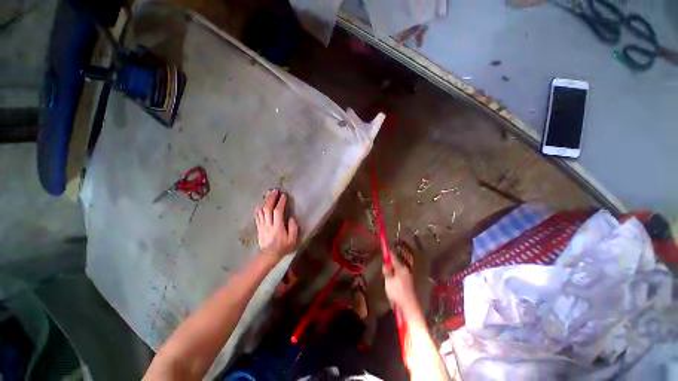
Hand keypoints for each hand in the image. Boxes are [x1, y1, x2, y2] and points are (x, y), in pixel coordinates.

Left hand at [255, 189, 298, 261]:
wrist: (269, 255)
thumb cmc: (283, 247)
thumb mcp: (292, 240)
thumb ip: (293, 228)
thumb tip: (291, 217)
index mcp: (277, 228)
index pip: (277, 212)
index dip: (281, 202)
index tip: (284, 195)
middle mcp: (268, 225)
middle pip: (267, 208)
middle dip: (271, 198)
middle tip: (275, 190)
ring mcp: (262, 225)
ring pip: (261, 210)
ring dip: (265, 200)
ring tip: (269, 193)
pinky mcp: (258, 227)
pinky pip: (257, 215)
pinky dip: (260, 207)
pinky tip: (262, 202)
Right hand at [383, 253, 418, 314]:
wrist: (408, 307)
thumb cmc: (397, 292)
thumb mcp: (388, 281)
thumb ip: (386, 271)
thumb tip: (385, 264)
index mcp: (401, 268)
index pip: (393, 258)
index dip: (388, 254)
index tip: (385, 249)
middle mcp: (405, 271)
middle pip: (395, 265)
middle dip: (389, 266)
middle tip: (384, 272)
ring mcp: (408, 277)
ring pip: (397, 271)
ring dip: (392, 273)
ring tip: (387, 281)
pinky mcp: (408, 284)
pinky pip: (399, 277)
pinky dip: (395, 278)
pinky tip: (392, 286)